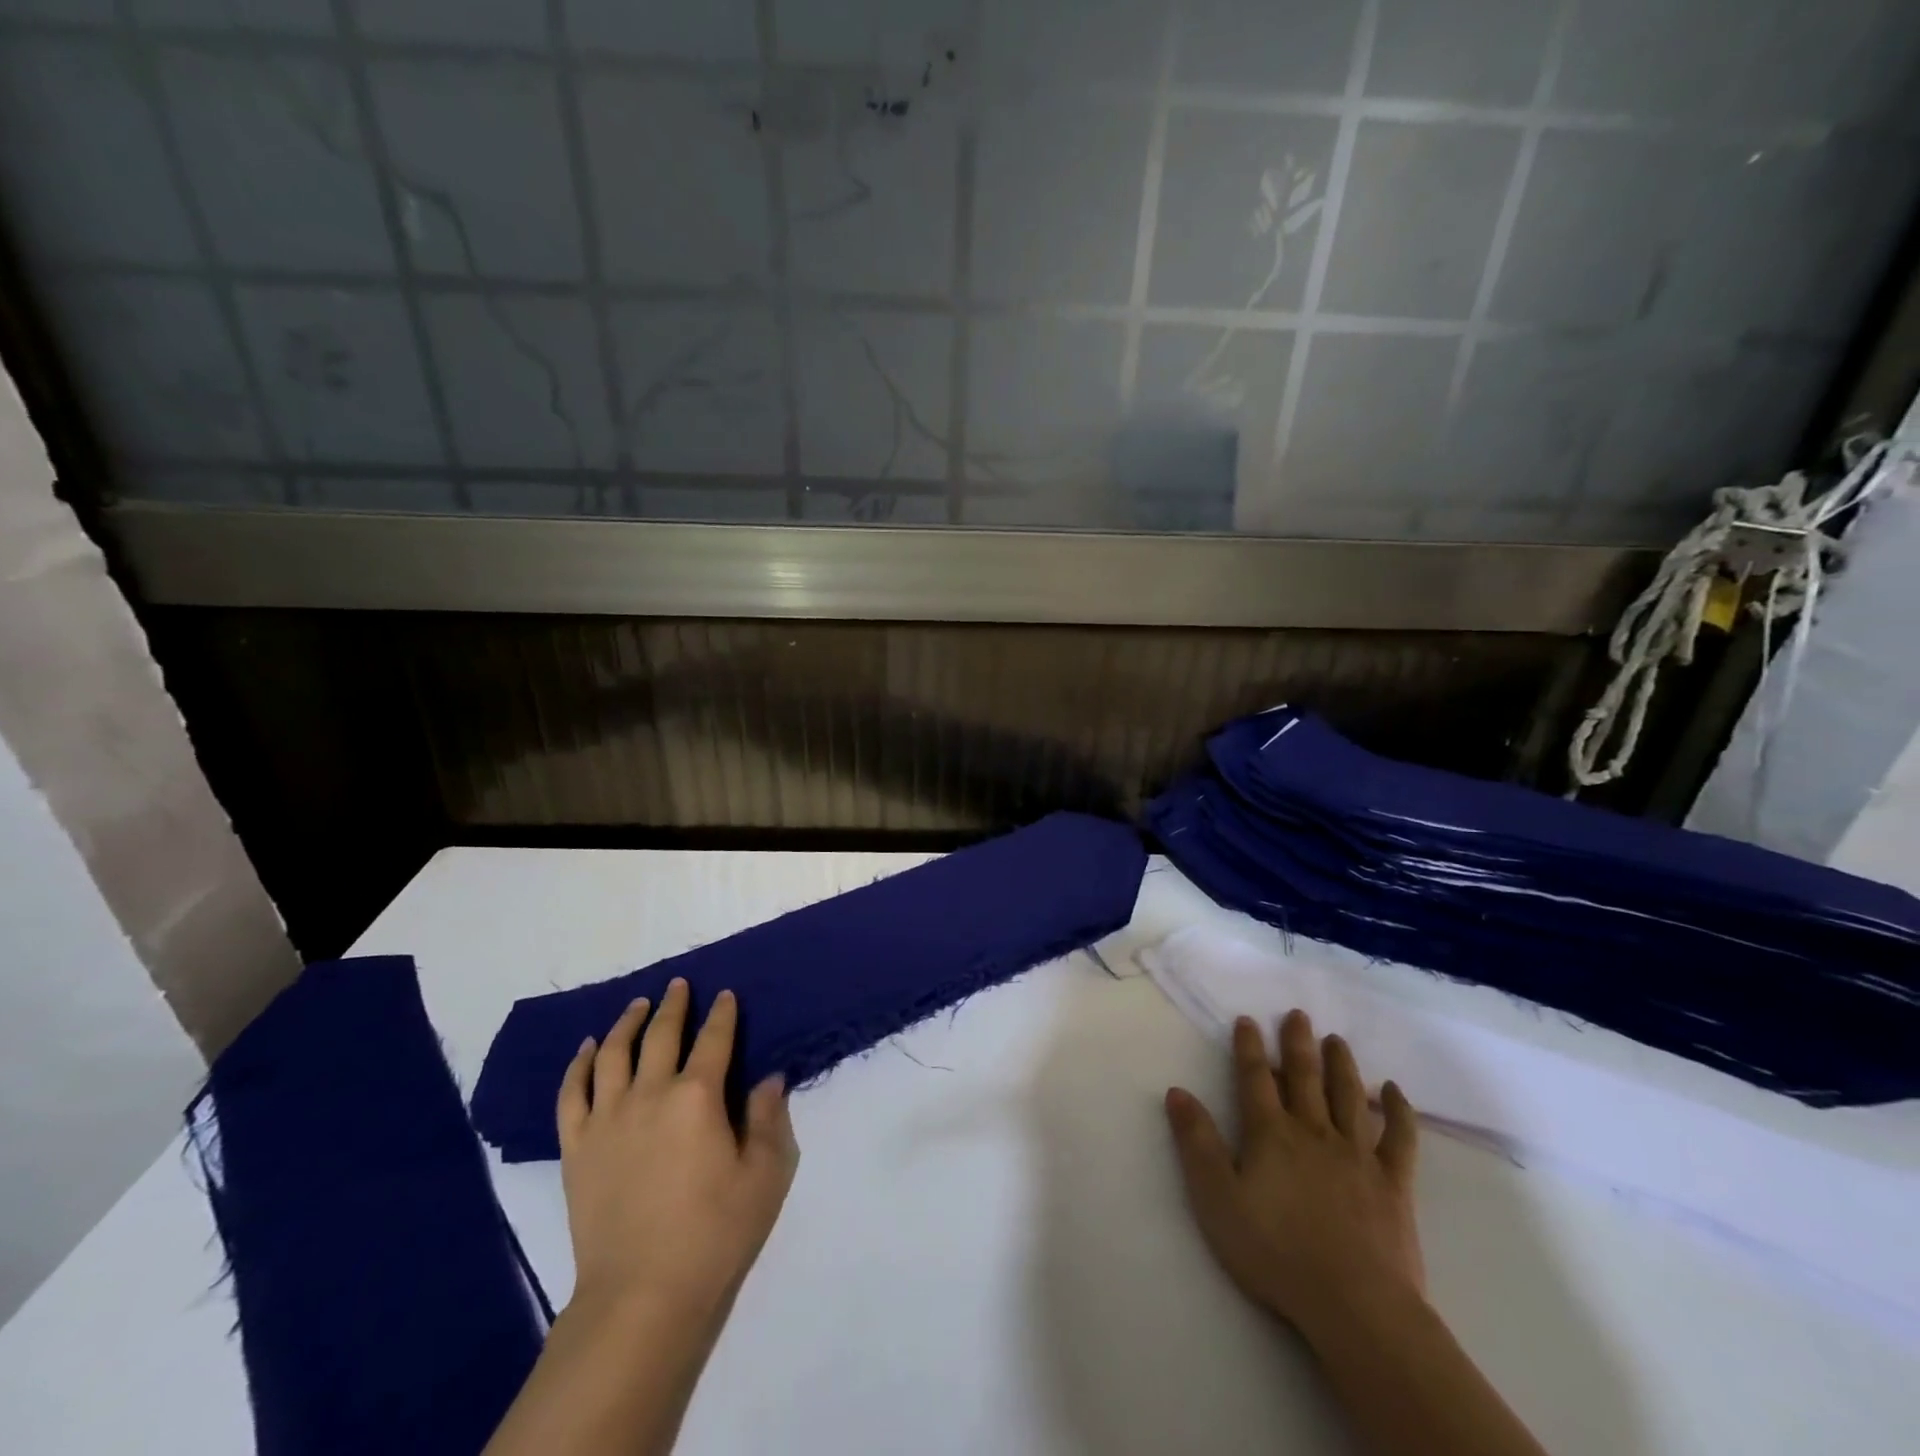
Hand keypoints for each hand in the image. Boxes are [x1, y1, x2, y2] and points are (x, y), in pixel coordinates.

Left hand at [556, 979, 799, 1325]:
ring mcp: (607, 1118)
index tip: (726, 994)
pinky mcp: (576, 1147)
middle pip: (661, 1035)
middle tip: (678, 985)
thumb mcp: (765, 1175)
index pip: (714, 1039)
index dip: (723, 1013)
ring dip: (626, 1023)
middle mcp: (650, 1093)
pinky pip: (572, 1093)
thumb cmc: (714, 1232)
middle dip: (673, 1005)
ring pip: (611, 1053)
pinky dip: (577, 1065)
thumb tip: (769, 1078)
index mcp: (698, 1096)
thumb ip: (768, 1119)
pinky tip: (585, 1049)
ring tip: (636, 1005)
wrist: (641, 1295)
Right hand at [1165, 1009, 1422, 1342]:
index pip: (1255, 1079)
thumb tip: (1177, 1092)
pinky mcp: (1393, 1183)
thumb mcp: (1217, 1199)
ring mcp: (1357, 1154)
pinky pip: (1399, 1138)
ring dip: (1341, 1065)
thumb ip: (1196, 1142)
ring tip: (1336, 1040)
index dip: (1249, 1047)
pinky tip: (1395, 1091)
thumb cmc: (1275, 1252)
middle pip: (1304, 1077)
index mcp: (1271, 1134)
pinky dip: (1398, 1111)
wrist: (1355, 1306)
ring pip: (1348, 1096)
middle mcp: (1313, 1131)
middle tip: (1298, 1014)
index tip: (1248, 1019)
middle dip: (1297, 1043)